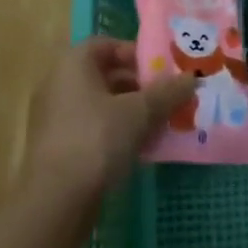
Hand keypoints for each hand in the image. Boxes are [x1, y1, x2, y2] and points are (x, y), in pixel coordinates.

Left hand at [25, 38, 195, 197]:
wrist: (54, 202)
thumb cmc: (96, 140)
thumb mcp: (139, 112)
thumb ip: (167, 92)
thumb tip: (192, 77)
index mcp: (73, 64)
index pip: (107, 45)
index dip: (136, 54)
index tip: (162, 70)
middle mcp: (59, 84)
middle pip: (105, 75)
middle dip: (139, 86)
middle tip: (167, 98)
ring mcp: (54, 118)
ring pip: (100, 105)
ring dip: (129, 112)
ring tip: (160, 125)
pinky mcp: (56, 149)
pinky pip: (91, 129)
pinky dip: (114, 133)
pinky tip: (139, 150)